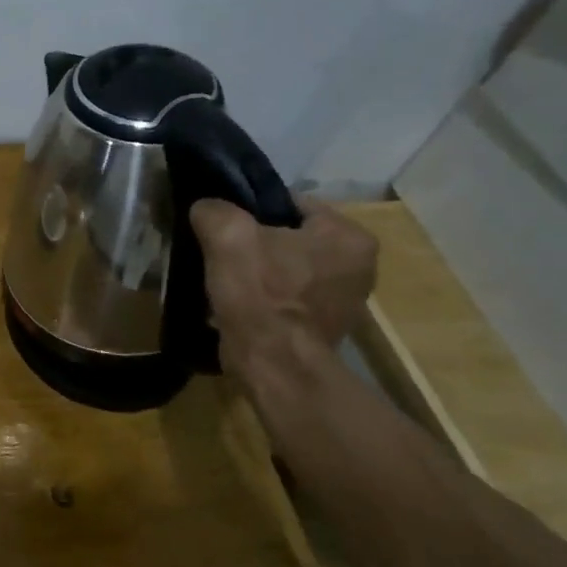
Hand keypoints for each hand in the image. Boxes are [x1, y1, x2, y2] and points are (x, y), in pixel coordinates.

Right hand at [189, 196, 376, 380]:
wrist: (274, 364)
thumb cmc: (261, 293)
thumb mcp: (227, 235)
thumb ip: (214, 209)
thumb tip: (207, 208)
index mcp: (348, 236)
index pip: (290, 202)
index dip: (250, 208)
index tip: (222, 223)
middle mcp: (359, 265)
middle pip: (289, 235)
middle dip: (254, 240)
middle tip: (220, 249)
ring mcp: (343, 299)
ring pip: (285, 266)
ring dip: (256, 269)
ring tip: (223, 276)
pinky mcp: (323, 325)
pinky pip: (285, 294)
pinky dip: (262, 294)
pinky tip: (236, 300)